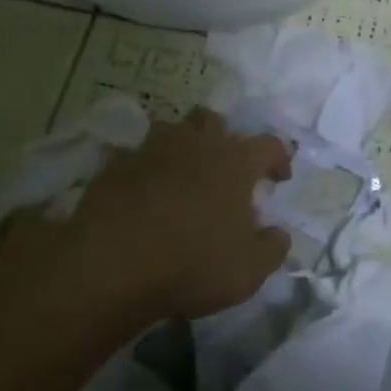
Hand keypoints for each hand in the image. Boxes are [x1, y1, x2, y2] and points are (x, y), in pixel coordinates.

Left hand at [34, 108, 292, 320]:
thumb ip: (273, 247)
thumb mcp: (250, 269)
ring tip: (182, 177)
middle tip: (224, 170)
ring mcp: (151, 150)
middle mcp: (196, 143)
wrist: (112, 266)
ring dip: (182, 147)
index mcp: (235, 161)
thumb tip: (278, 233)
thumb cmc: (192, 263)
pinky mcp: (115, 166)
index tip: (278, 179)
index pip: (269, 144)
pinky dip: (145, 170)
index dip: (278, 158)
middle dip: (224, 139)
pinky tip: (143, 196)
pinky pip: (136, 157)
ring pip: (172, 130)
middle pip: (214, 120)